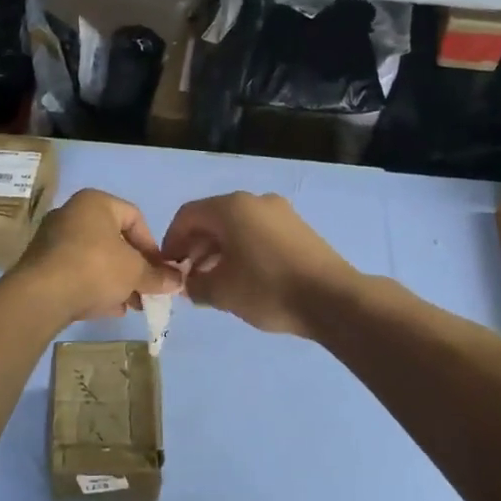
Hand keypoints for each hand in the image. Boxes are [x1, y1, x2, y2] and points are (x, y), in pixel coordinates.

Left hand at [13, 189, 183, 323]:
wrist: (42, 296)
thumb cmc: (96, 268)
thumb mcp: (136, 272)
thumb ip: (158, 276)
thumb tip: (178, 281)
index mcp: (95, 203)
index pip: (135, 218)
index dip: (153, 246)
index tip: (160, 271)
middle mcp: (71, 214)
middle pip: (114, 241)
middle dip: (135, 268)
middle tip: (147, 290)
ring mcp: (52, 240)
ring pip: (95, 259)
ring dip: (117, 281)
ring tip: (131, 304)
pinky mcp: (41, 266)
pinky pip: (77, 273)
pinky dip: (94, 287)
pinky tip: (109, 308)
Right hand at [161, 192, 354, 337]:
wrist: (332, 299)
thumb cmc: (267, 289)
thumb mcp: (221, 292)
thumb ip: (195, 285)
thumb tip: (189, 283)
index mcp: (231, 207)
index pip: (187, 216)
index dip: (171, 242)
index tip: (169, 268)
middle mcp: (255, 201)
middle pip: (213, 219)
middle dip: (195, 248)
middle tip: (190, 279)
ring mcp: (281, 213)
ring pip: (237, 227)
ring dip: (219, 252)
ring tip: (214, 283)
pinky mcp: (298, 229)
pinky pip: (258, 234)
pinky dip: (243, 251)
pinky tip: (244, 280)